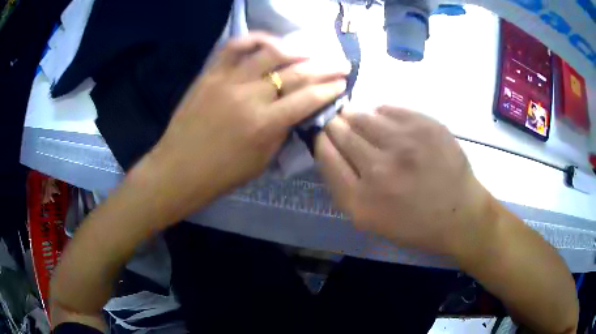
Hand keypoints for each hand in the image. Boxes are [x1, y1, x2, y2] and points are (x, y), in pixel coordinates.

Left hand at [135, 33, 347, 220]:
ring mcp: (227, 81)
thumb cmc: (221, 175)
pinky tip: (270, 42)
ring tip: (310, 51)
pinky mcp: (210, 74)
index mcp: (264, 125)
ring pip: (269, 53)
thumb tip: (296, 109)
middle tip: (342, 62)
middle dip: (325, 67)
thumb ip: (281, 132)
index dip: (330, 89)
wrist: (178, 169)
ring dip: (297, 49)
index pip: (307, 99)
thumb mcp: (261, 161)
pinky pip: (234, 47)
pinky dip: (255, 39)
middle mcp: (249, 97)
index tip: (343, 83)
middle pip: (296, 73)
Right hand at [315, 106, 492, 256]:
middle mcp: (379, 169)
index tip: (324, 137)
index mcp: (361, 200)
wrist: (459, 213)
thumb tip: (330, 147)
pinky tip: (386, 123)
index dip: (321, 141)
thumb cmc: (414, 223)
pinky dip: (380, 113)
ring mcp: (404, 143)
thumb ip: (343, 186)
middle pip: (340, 131)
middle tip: (339, 125)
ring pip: (361, 115)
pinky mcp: (424, 125)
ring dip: (355, 116)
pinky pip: (387, 108)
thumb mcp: (370, 220)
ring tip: (362, 122)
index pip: (325, 154)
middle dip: (334, 126)